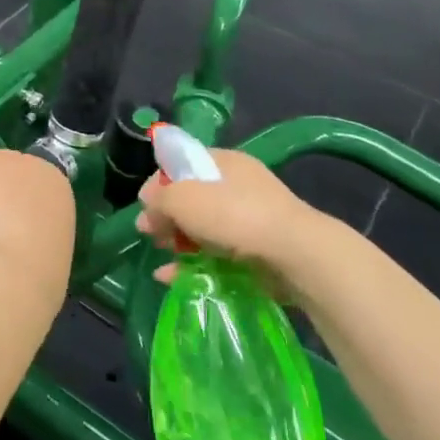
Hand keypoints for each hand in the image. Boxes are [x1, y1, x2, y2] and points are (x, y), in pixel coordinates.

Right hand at [138, 148, 328, 286]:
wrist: (295, 255)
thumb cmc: (234, 215)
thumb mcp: (184, 198)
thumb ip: (159, 199)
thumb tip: (147, 204)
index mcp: (223, 162)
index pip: (182, 163)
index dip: (159, 182)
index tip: (145, 205)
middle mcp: (237, 186)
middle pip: (191, 197)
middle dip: (166, 215)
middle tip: (149, 233)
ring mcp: (249, 220)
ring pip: (202, 227)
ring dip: (177, 241)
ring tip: (161, 255)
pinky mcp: (255, 251)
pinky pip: (216, 254)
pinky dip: (193, 263)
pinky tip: (171, 277)